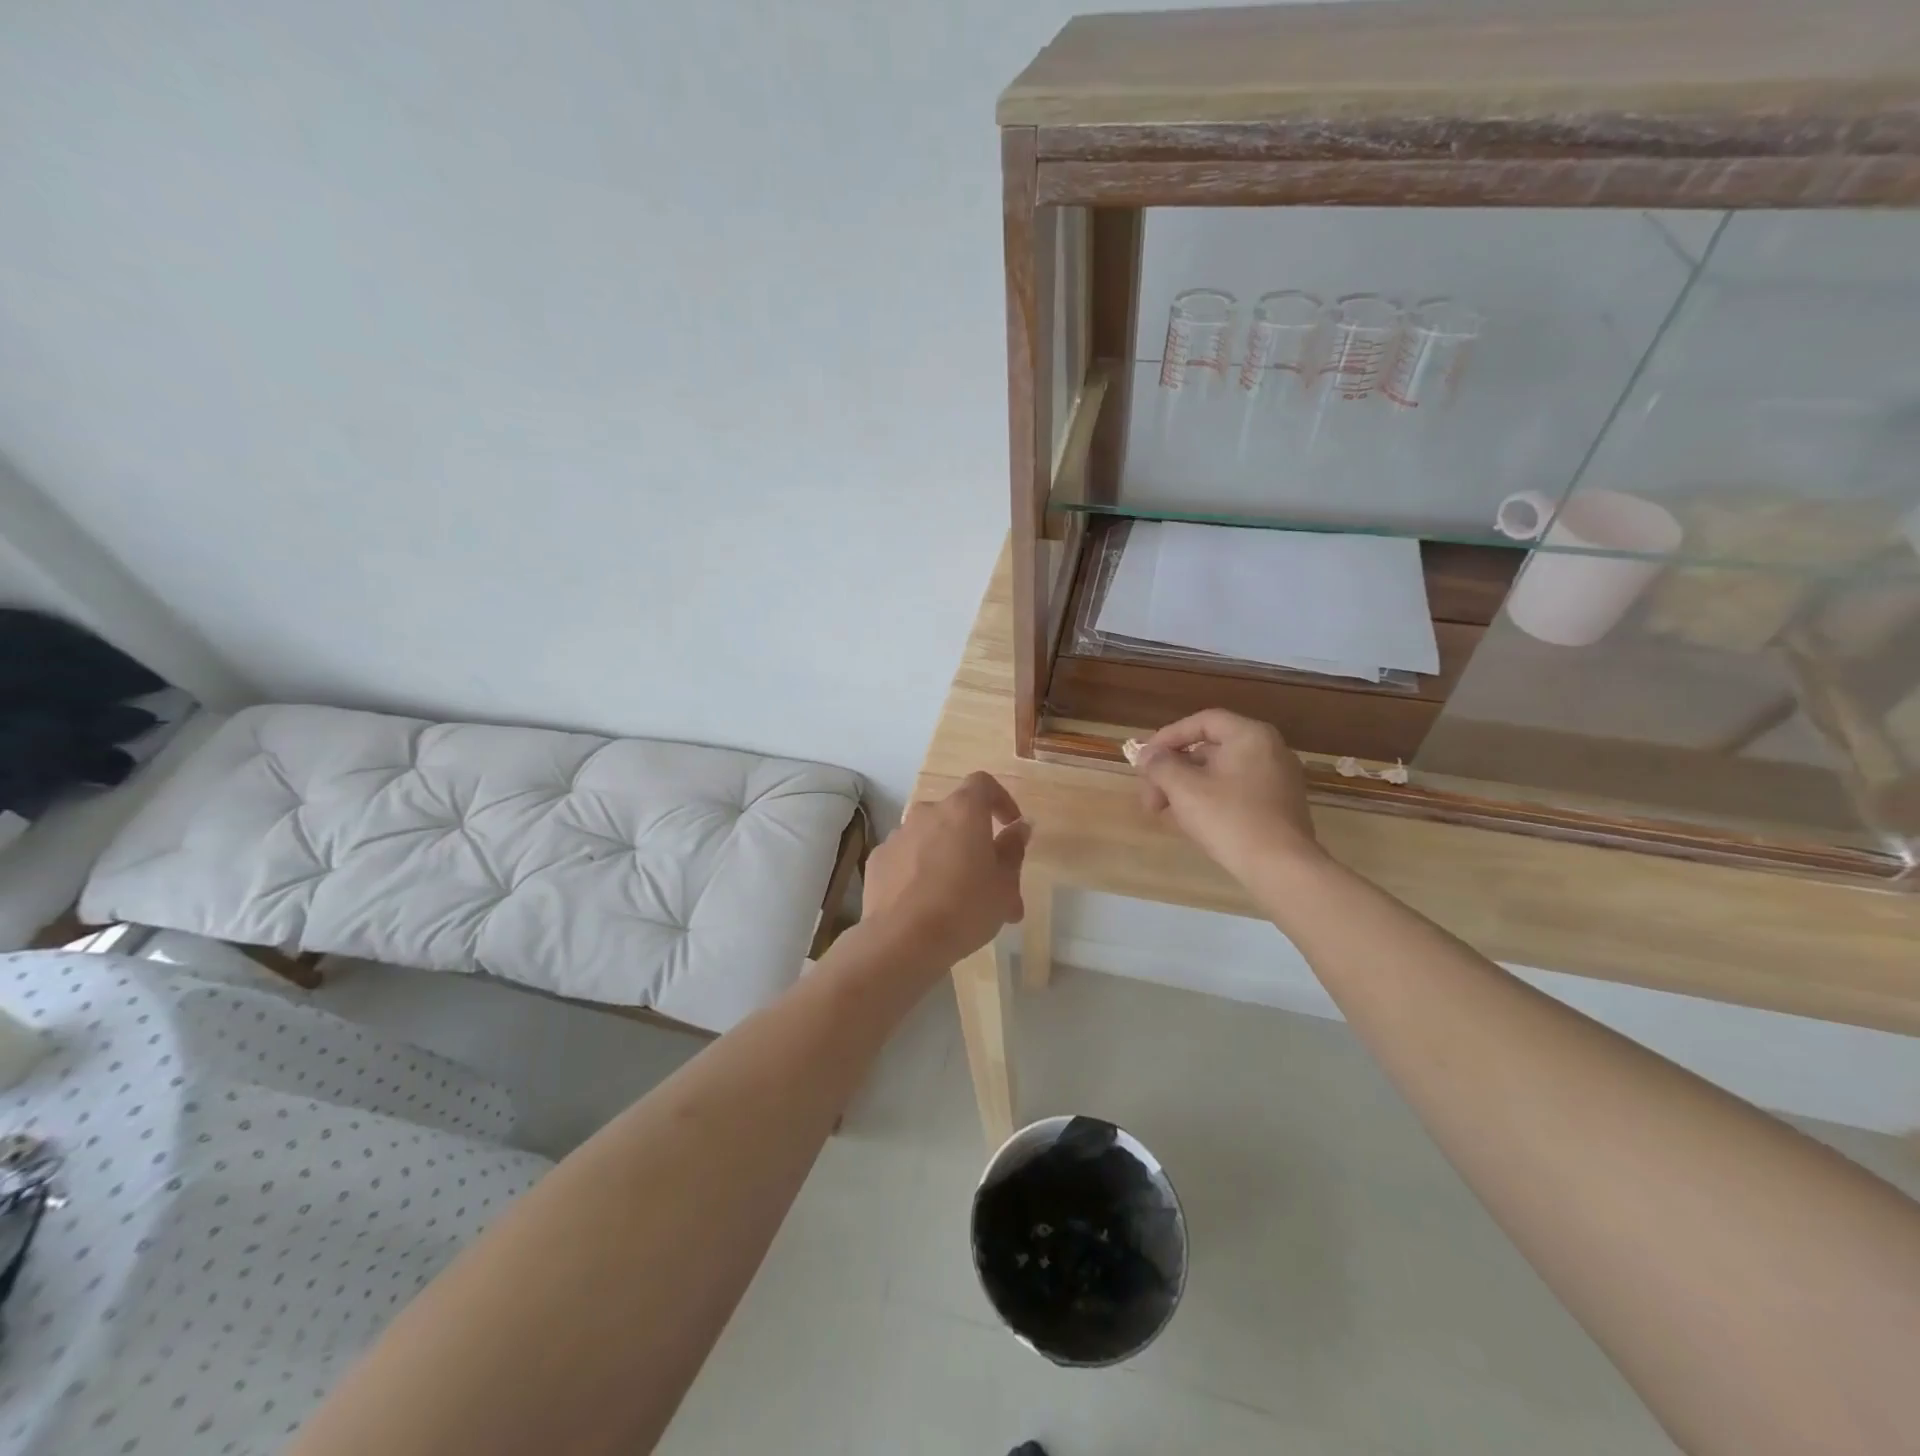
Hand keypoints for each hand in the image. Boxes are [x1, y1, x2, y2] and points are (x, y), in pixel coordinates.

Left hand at [864, 772, 1029, 968]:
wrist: (902, 940)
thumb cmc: (964, 908)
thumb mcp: (1004, 885)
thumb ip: (1013, 850)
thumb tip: (1019, 828)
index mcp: (963, 811)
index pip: (983, 784)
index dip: (1000, 799)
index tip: (1010, 826)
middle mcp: (927, 813)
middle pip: (955, 815)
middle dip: (973, 839)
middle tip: (988, 877)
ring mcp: (898, 835)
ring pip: (930, 837)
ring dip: (946, 856)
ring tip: (957, 899)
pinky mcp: (878, 859)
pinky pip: (906, 857)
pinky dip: (918, 870)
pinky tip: (925, 903)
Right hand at [1134, 709, 1322, 881]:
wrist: (1282, 868)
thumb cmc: (1230, 819)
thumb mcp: (1185, 789)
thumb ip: (1161, 765)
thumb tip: (1147, 755)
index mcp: (1250, 736)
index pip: (1202, 722)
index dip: (1168, 737)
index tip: (1145, 760)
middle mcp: (1270, 750)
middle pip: (1210, 748)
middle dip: (1173, 770)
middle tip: (1149, 795)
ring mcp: (1278, 779)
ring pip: (1221, 772)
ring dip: (1187, 787)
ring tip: (1164, 812)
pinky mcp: (1280, 806)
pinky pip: (1236, 791)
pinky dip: (1210, 799)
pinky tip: (1190, 822)